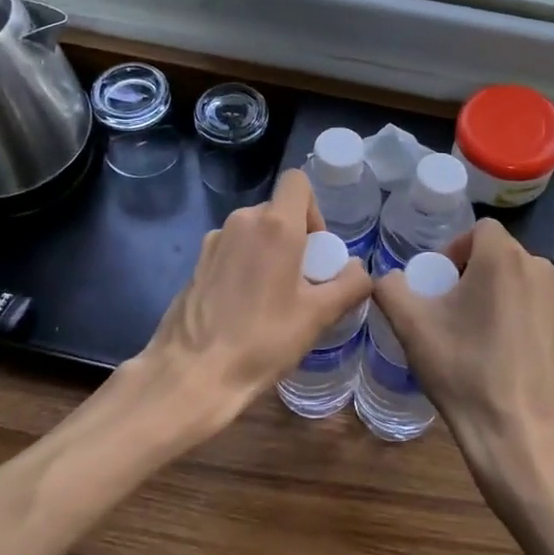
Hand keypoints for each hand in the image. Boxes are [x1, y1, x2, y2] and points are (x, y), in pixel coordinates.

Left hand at [119, 169, 371, 438]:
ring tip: (273, 298)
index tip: (316, 248)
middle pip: (277, 210)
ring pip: (253, 232)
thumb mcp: (318, 316)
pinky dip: (245, 266)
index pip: (297, 181)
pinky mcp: (197, 263)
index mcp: (274, 225)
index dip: (314, 208)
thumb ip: (349, 285)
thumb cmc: (262, 340)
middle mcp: (241, 221)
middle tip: (302, 281)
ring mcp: (214, 241)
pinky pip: (232, 250)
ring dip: (269, 252)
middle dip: (295, 236)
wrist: (193, 373)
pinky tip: (244, 307)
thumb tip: (360, 270)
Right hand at [371, 219, 553, 485]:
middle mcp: (538, 268)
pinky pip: (533, 302)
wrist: (517, 431)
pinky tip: (499, 348)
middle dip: (471, 269)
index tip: (438, 282)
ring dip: (493, 290)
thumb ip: (389, 287)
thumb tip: (388, 278)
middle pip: (498, 252)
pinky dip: (514, 311)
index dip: (454, 247)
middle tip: (449, 306)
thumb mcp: (410, 325)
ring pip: (517, 277)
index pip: (479, 228)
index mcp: (503, 258)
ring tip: (472, 328)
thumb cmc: (463, 369)